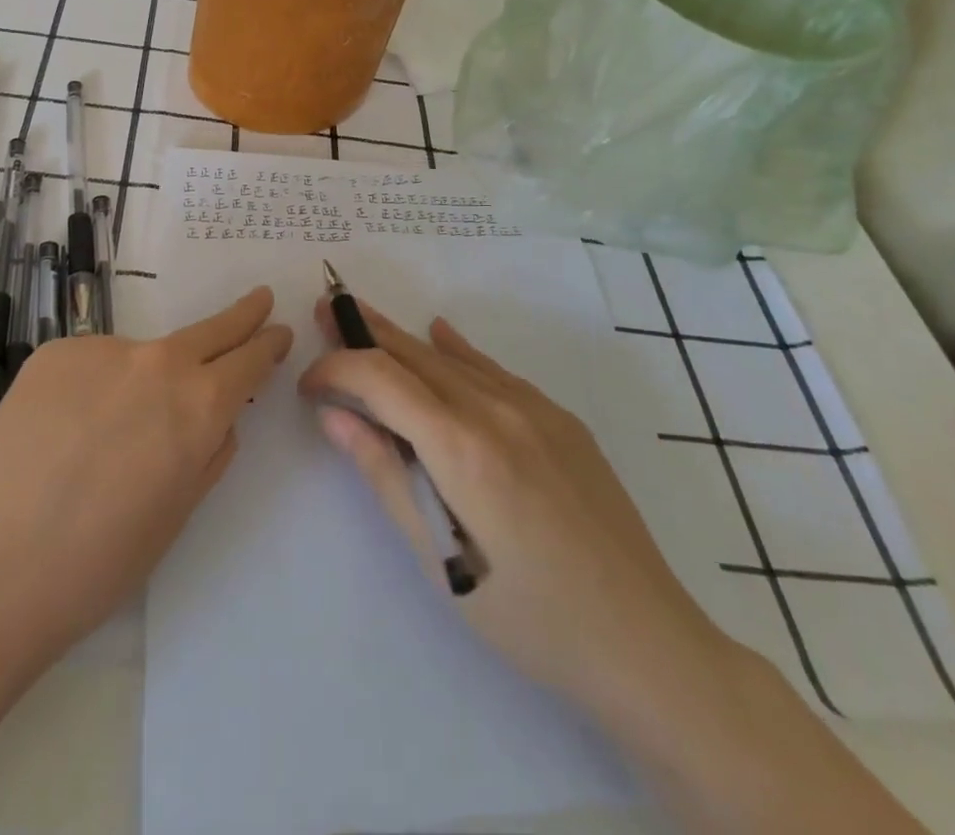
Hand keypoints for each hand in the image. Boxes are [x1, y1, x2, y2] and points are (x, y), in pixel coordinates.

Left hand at [0, 287, 291, 664]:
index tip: (277, 332)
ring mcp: (104, 350)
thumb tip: (217, 420)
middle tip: (259, 298)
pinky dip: (91, 387)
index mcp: (200, 407)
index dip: (267, 345)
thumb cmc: (98, 562)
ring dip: (141, 380)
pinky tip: (62, 432)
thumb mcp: (176, 514)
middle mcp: (159, 363)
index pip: (249, 360)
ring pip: (141, 356)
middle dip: (241, 315)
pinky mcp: (56, 351)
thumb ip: (208, 454)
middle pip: (211, 328)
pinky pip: (92, 363)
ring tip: (102, 438)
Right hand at [298, 298, 734, 725]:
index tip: (307, 384)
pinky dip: (458, 351)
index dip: (336, 369)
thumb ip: (385, 475)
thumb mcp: (440, 560)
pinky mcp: (561, 420)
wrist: (647, 643)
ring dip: (403, 338)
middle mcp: (496, 410)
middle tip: (324, 311)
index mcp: (461, 447)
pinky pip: (495, 371)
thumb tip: (334, 415)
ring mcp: (535, 409)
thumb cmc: (529, 619)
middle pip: (414, 355)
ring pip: (452, 358)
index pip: (380, 379)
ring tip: (364, 316)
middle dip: (363, 334)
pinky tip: (440, 332)